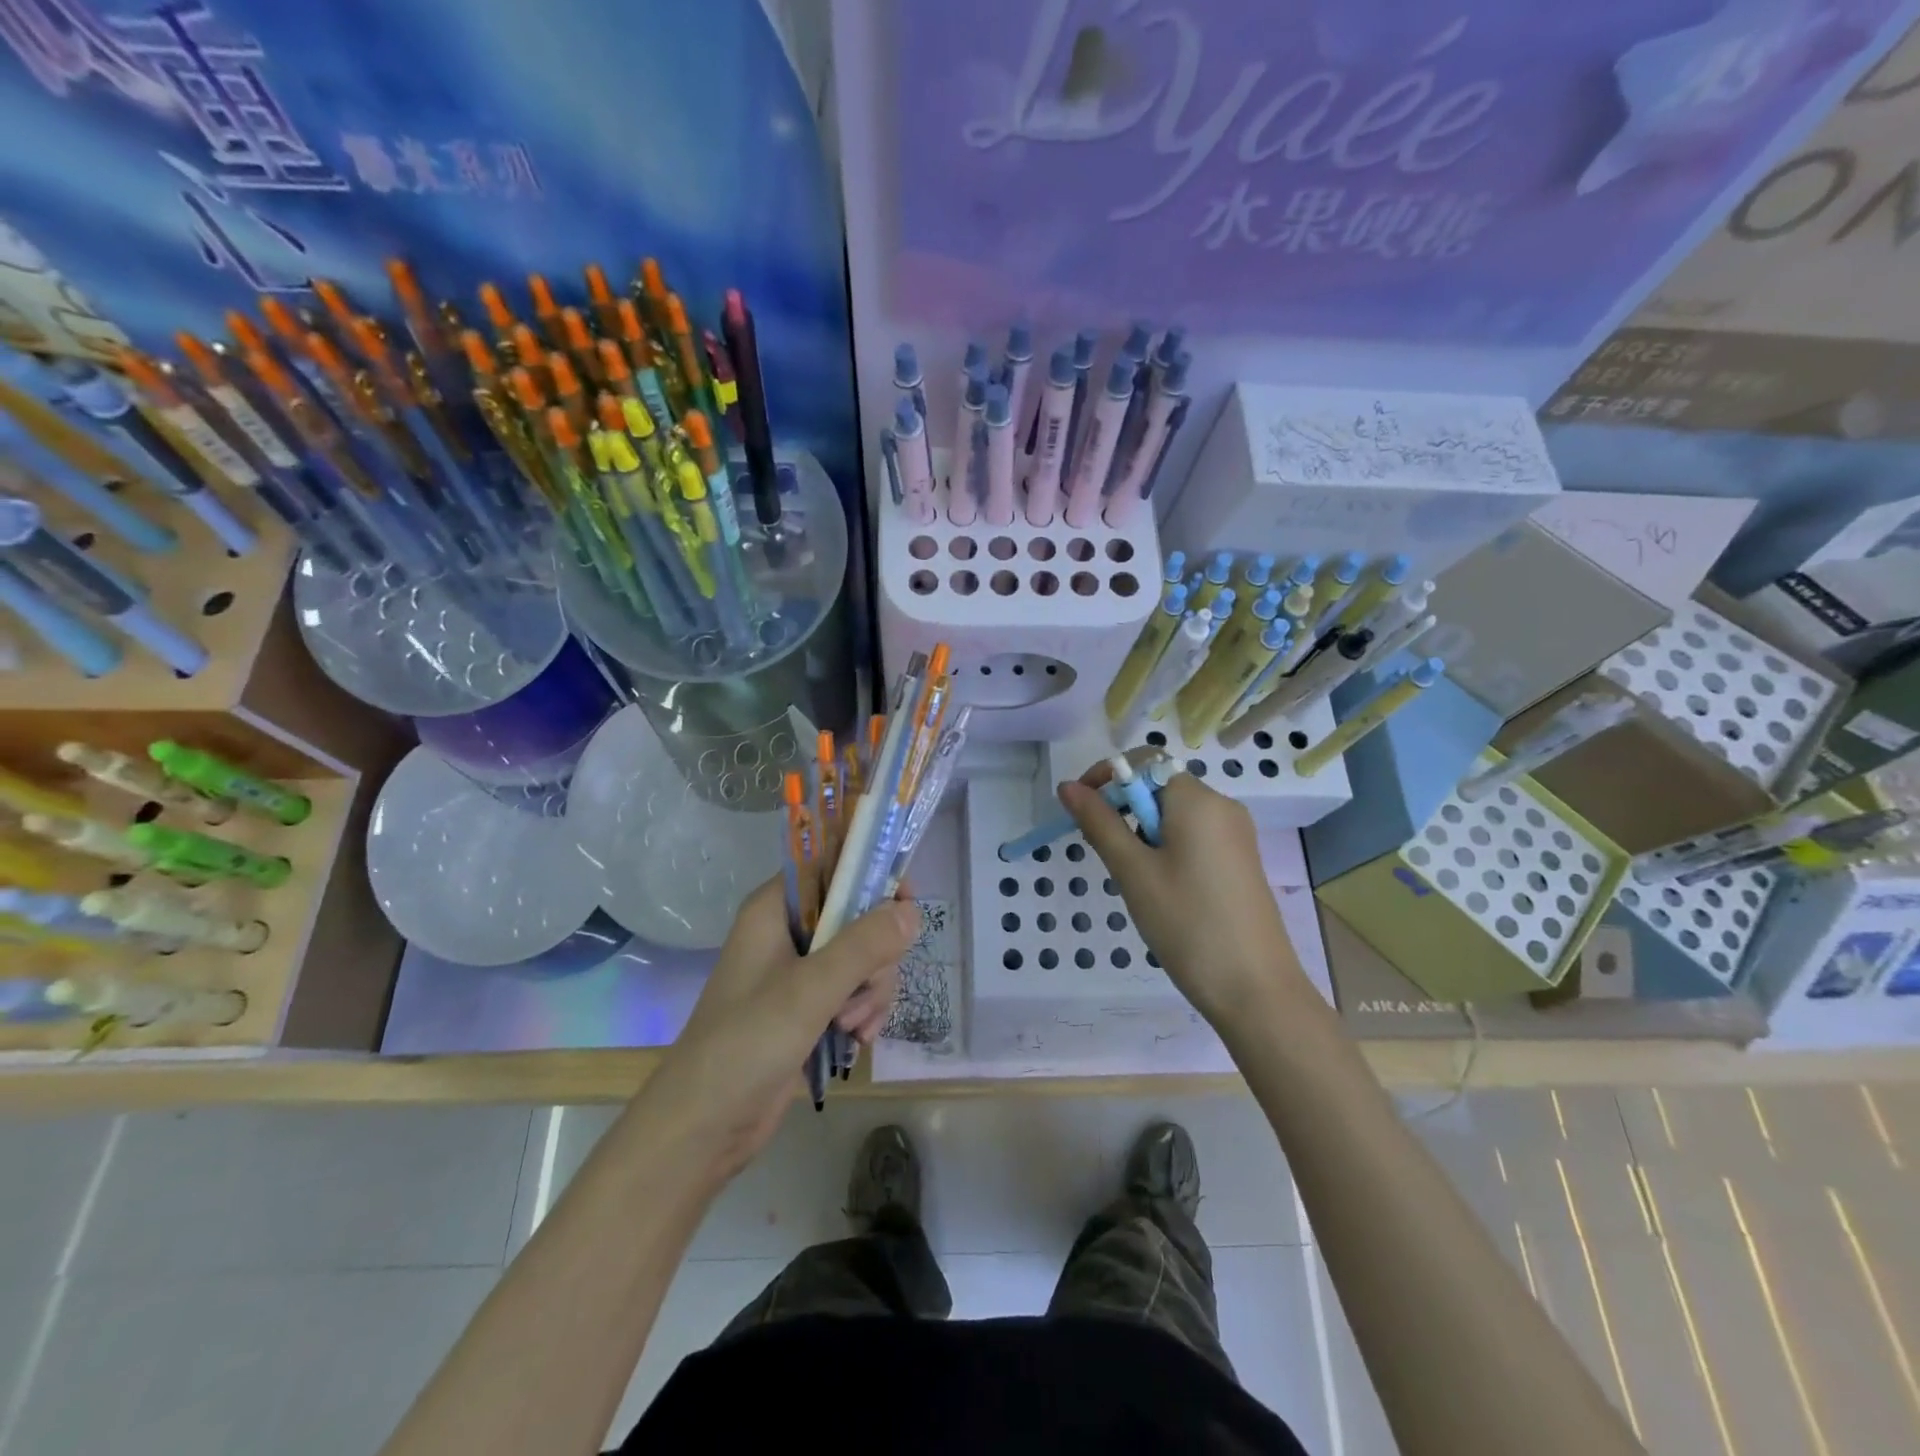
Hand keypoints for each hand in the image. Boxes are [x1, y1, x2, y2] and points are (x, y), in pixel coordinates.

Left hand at [639, 877, 918, 1182]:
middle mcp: (789, 932)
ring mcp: (799, 972)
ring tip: (853, 1026)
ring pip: (863, 958)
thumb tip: (912, 911)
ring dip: (871, 991)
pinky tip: (858, 1040)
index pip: (834, 867)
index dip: (872, 878)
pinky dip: (864, 1012)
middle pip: (858, 916)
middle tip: (863, 990)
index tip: (905, 908)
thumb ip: (864, 945)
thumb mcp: (811, 989)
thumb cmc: (748, 1043)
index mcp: (776, 909)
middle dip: (875, 956)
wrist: (704, 1126)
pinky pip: (854, 991)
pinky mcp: (807, 1008)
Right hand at [1060, 760, 1302, 1023]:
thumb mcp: (1133, 871)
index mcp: (1197, 799)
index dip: (1107, 777)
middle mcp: (1222, 806)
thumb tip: (1068, 786)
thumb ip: (1099, 823)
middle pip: (1159, 787)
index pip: (1144, 762)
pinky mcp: (1240, 860)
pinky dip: (1166, 848)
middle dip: (1124, 810)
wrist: (1256, 990)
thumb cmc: (1187, 923)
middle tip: (1108, 857)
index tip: (1081, 811)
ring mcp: (1235, 834)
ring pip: (1174, 814)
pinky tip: (1162, 889)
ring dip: (1142, 833)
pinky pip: (1193, 836)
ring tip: (1136, 880)